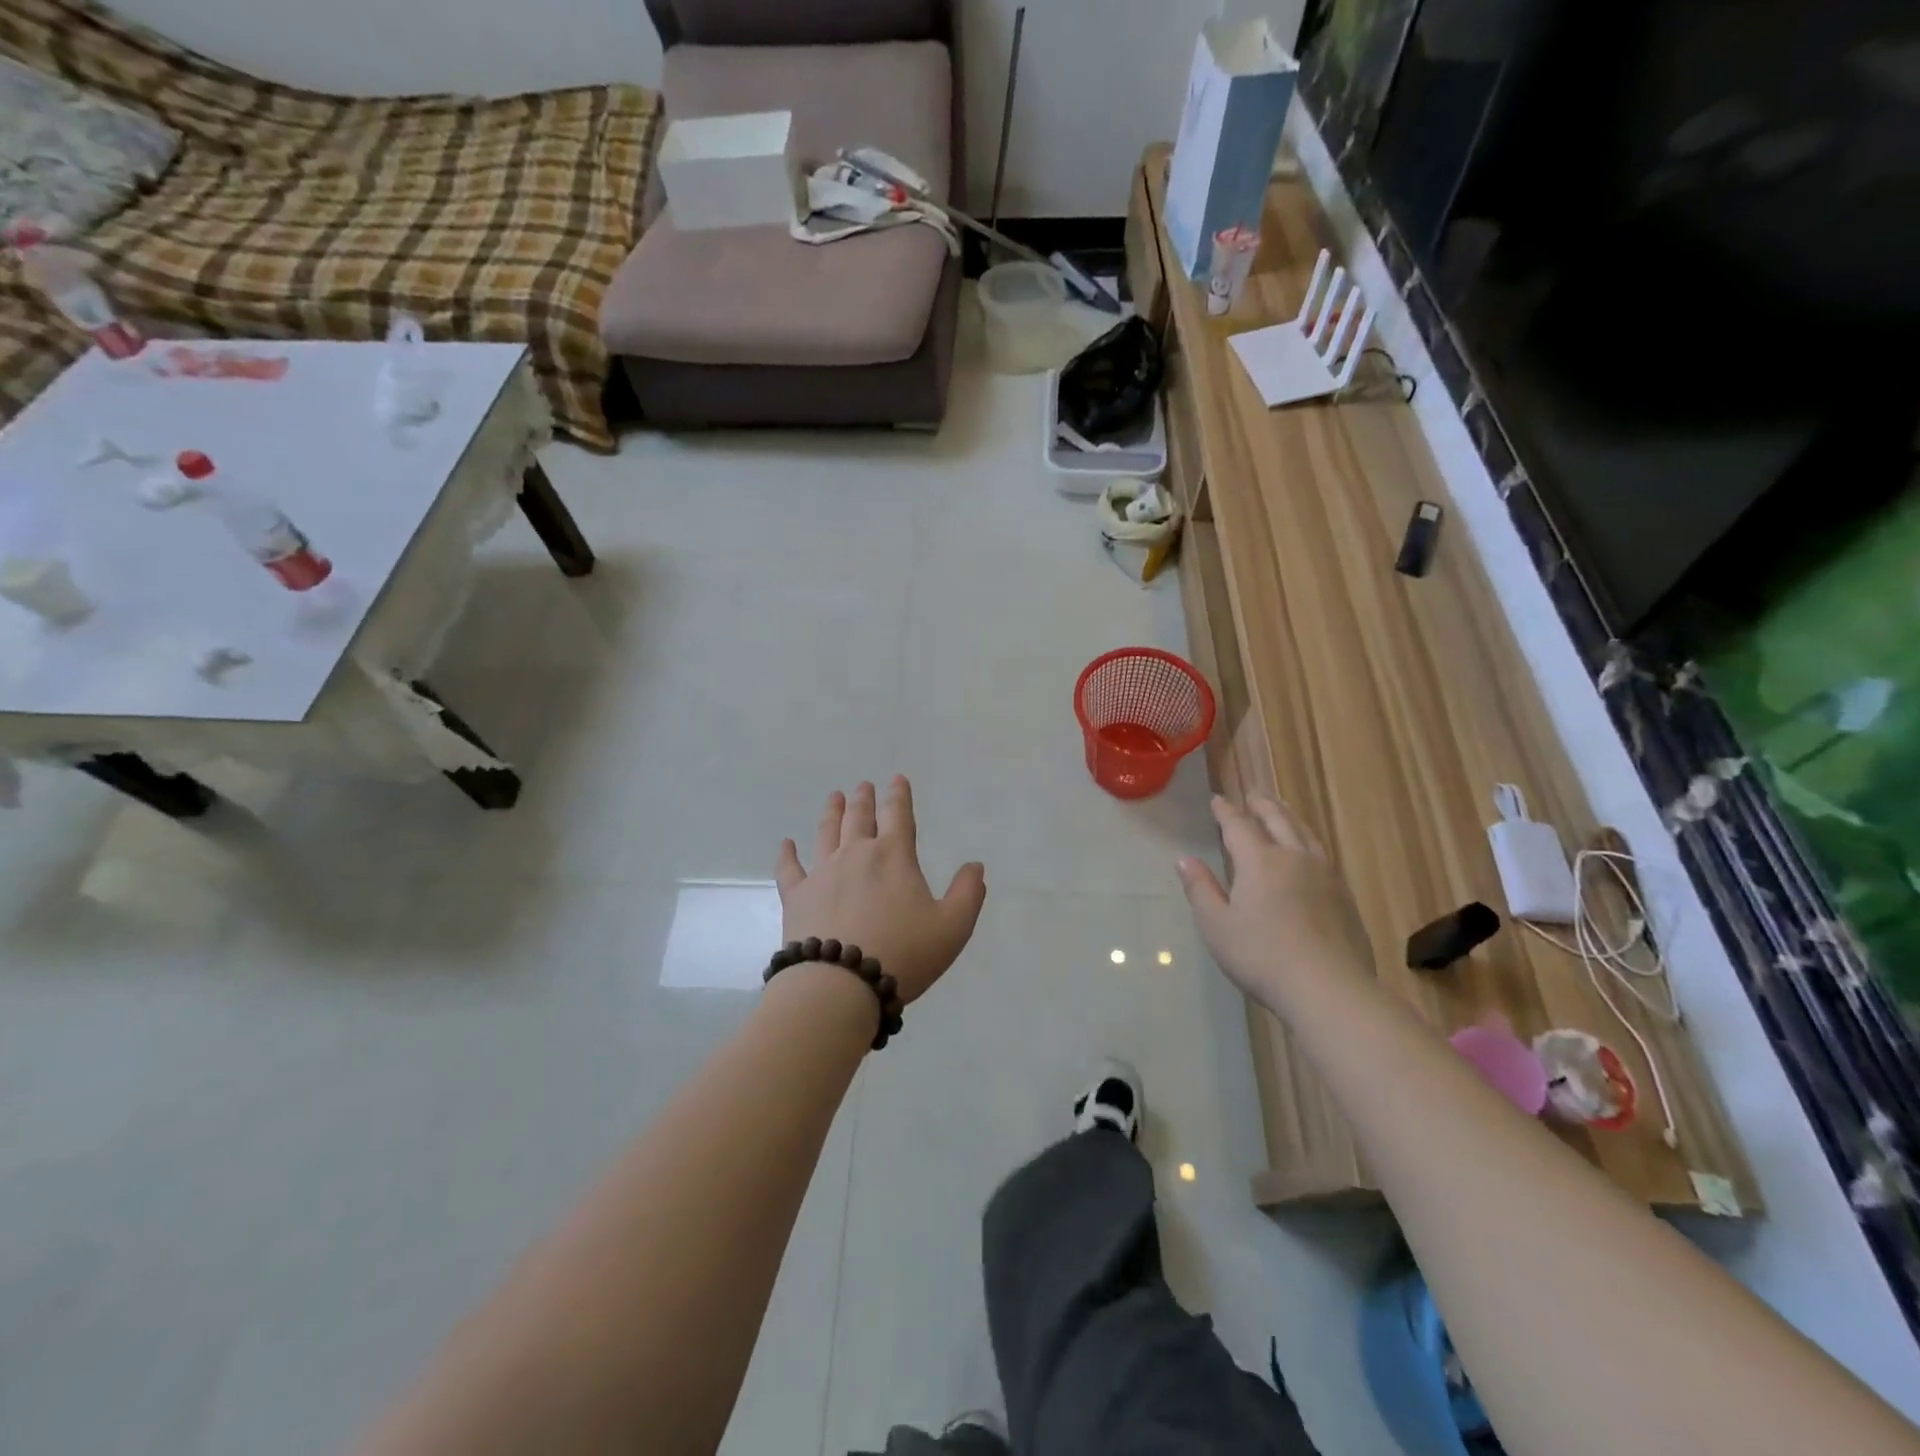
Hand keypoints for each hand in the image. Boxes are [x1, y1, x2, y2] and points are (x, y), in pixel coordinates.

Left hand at [775, 777, 986, 1004]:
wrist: (840, 985)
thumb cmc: (903, 954)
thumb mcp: (952, 928)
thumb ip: (968, 893)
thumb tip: (975, 865)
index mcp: (894, 856)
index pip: (899, 815)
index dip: (899, 795)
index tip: (897, 779)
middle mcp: (856, 854)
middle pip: (860, 818)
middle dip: (864, 799)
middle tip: (863, 786)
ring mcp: (822, 873)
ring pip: (826, 833)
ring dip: (831, 813)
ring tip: (834, 797)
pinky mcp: (796, 896)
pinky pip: (789, 868)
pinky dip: (787, 854)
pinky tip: (786, 844)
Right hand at [1176, 794, 1373, 1005]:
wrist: (1329, 989)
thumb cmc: (1262, 957)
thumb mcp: (1217, 926)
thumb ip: (1200, 889)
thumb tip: (1184, 859)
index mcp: (1260, 862)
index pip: (1239, 826)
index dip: (1226, 811)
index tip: (1217, 799)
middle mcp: (1294, 858)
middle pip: (1278, 821)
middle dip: (1262, 805)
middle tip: (1253, 794)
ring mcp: (1325, 876)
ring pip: (1305, 834)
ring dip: (1290, 817)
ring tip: (1282, 810)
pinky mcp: (1344, 896)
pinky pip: (1322, 854)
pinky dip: (1308, 840)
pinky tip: (1309, 852)